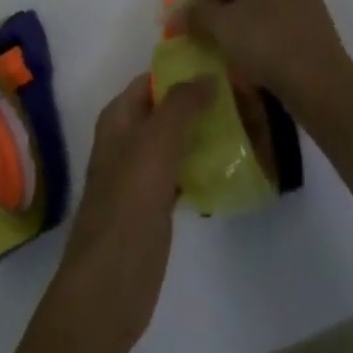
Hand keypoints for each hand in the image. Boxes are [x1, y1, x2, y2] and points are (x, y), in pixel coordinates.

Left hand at [46, 74, 214, 352]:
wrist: (109, 286)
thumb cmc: (128, 204)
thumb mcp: (156, 143)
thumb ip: (182, 104)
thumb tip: (209, 74)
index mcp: (118, 117)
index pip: (152, 79)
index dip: (182, 70)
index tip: (221, 67)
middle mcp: (127, 139)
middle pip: (166, 109)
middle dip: (198, 103)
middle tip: (241, 97)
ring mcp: (140, 174)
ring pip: (175, 141)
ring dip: (202, 134)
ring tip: (243, 126)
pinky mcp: (153, 206)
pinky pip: (180, 173)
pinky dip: (200, 166)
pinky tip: (228, 167)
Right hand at [178, 0, 352, 111]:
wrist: (321, 83)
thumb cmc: (267, 41)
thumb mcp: (221, 25)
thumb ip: (196, 13)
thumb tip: (180, 11)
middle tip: (202, 6)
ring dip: (239, 3)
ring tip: (218, 27)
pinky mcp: (313, 22)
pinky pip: (278, 10)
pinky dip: (257, 18)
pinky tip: (243, 44)